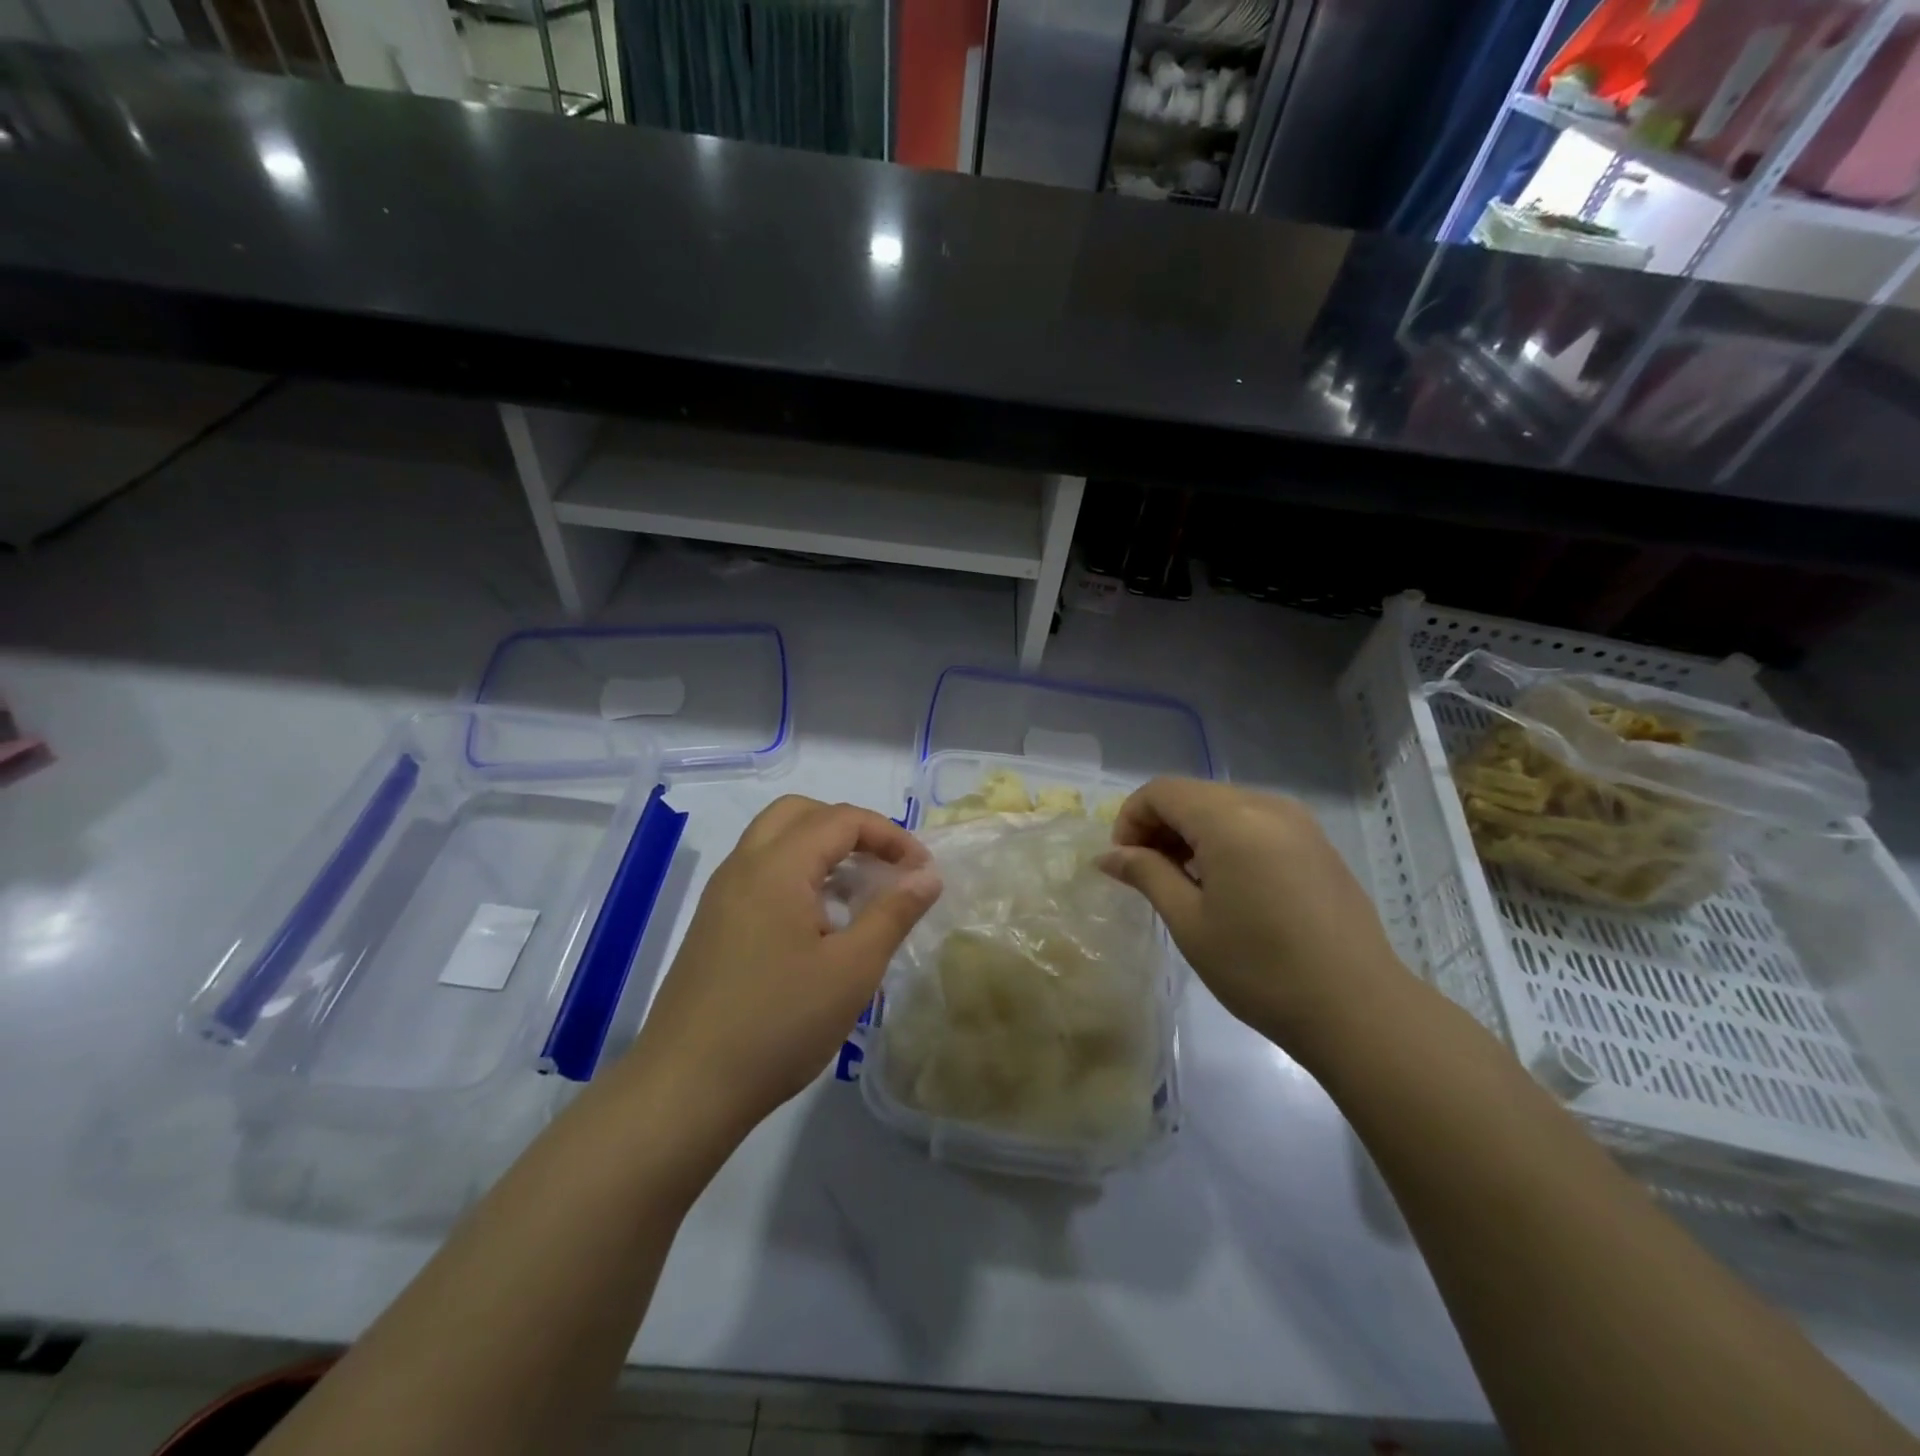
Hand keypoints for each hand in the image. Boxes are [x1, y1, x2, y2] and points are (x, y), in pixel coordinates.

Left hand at [619, 796, 940, 1161]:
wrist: (685, 1089)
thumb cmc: (779, 1024)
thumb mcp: (853, 969)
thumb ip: (894, 912)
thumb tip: (927, 874)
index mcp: (777, 867)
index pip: (841, 819)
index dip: (890, 835)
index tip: (921, 872)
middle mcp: (743, 866)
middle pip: (800, 814)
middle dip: (850, 829)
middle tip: (883, 866)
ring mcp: (721, 895)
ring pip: (776, 841)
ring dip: (822, 850)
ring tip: (859, 894)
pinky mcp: (713, 924)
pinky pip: (760, 873)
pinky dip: (797, 875)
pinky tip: (820, 925)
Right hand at [1098, 778, 1409, 1057]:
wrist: (1358, 1010)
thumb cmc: (1260, 969)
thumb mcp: (1190, 922)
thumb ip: (1146, 874)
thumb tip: (1108, 855)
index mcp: (1231, 819)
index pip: (1161, 791)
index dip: (1131, 819)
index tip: (1124, 864)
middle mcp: (1266, 805)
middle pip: (1193, 794)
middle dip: (1159, 825)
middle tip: (1147, 875)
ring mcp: (1299, 823)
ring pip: (1225, 807)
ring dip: (1192, 833)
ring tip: (1183, 883)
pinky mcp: (1317, 844)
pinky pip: (1256, 823)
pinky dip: (1225, 840)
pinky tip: (1226, 886)